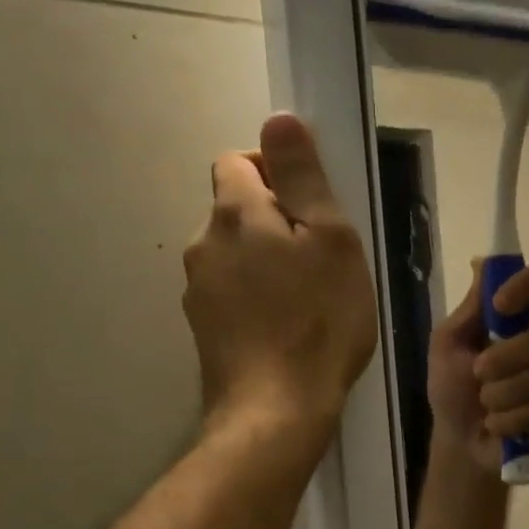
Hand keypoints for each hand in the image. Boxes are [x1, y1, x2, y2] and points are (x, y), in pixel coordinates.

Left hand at [183, 114, 376, 431]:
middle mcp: (203, 244)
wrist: (276, 410)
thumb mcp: (331, 241)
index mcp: (234, 213)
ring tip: (306, 298)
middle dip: (273, 220)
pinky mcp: (202, 329)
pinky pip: (230, 293)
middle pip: (235, 209)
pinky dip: (255, 297)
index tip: (312, 207)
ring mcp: (197, 290)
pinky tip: (284, 328)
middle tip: (320, 258)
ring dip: (264, 261)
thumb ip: (303, 178)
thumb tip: (278, 118)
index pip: (237, 160)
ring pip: (233, 254)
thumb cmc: (318, 321)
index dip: (274, 171)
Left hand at [429, 263, 528, 472]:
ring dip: (503, 394)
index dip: (528, 285)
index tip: (500, 304)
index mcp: (520, 318)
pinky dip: (513, 419)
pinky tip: (498, 425)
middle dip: (505, 359)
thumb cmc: (453, 388)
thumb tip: (482, 261)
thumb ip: (471, 308)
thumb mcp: (448, 344)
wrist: (460, 441)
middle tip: (477, 374)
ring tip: (486, 406)